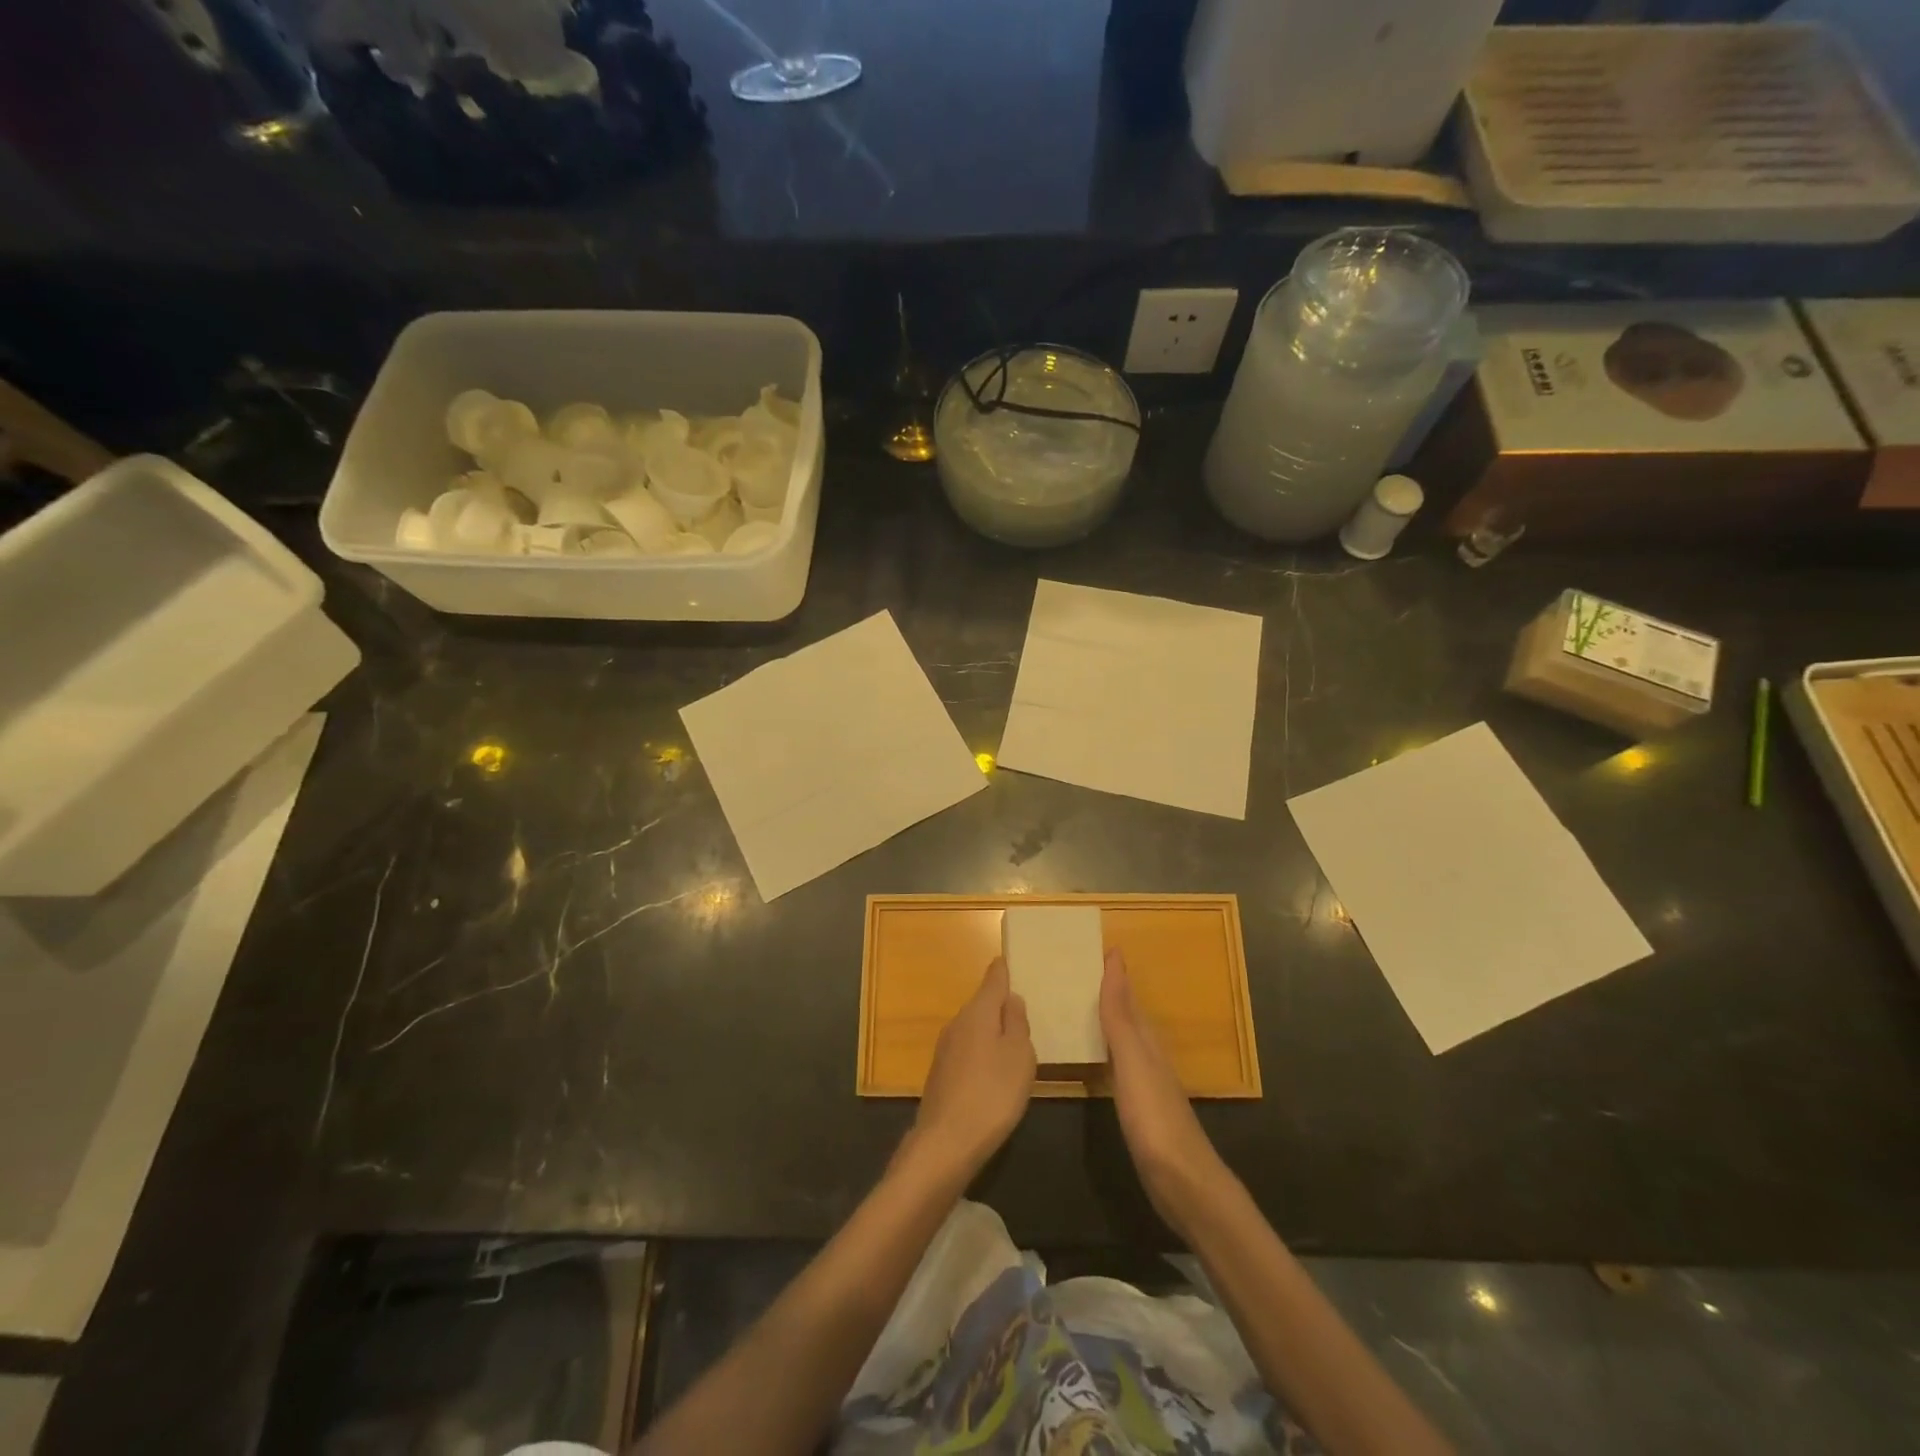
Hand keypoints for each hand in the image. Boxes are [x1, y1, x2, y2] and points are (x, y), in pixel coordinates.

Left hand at [908, 957, 1034, 1184]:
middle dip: (999, 1003)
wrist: (946, 1142)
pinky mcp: (941, 1073)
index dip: (1003, 970)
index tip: (1009, 960)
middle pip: (982, 1004)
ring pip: (974, 1028)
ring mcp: (945, 1048)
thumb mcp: (1020, 1056)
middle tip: (1022, 1007)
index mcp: (979, 1012)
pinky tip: (992, 1071)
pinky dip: (981, 1052)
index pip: (993, 979)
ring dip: (991, 1030)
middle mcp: (958, 1022)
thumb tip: (1011, 999)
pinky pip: (967, 1050)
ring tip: (1013, 1040)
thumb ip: (1017, 1023)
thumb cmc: (993, 1093)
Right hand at [1100, 947, 1233, 1237]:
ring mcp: (1147, 1086)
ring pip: (1125, 1041)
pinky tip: (1098, 1060)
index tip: (1097, 948)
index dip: (1114, 975)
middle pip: (1128, 1017)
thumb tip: (1116, 961)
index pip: (1128, 998)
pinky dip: (1106, 1053)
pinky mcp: (1141, 1112)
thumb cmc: (1154, 1118)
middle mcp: (1149, 1058)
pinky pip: (1119, 1067)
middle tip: (1080, 972)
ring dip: (1107, 1021)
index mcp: (1147, 1043)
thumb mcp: (1133, 1061)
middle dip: (1110, 993)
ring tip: (1081, 1007)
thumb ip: (1120, 1016)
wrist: (1184, 1184)